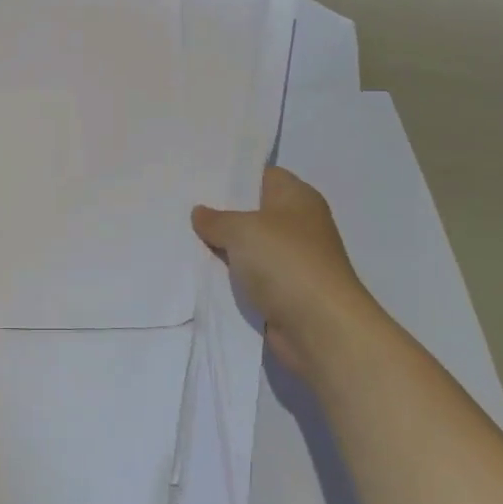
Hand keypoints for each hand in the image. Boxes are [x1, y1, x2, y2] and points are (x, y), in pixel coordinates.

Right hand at [192, 167, 382, 382]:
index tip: (198, 176)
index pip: (262, 175)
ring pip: (249, 246)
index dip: (233, 175)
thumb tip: (200, 213)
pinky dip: (231, 276)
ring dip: (223, 247)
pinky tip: (199, 271)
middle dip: (221, 212)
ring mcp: (293, 260)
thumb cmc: (286, 263)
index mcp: (297, 197)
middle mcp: (298, 224)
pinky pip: (250, 276)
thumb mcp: (242, 230)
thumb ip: (216, 219)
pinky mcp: (285, 291)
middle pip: (253, 210)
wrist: (321, 329)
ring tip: (181, 235)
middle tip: (181, 205)